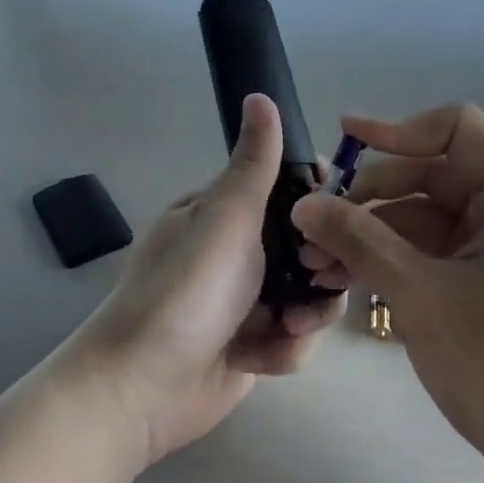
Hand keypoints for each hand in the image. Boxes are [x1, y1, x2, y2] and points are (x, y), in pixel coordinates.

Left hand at [63, 94, 343, 465]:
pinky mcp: (253, 346)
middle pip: (310, 247)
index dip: (322, 201)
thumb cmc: (186, 290)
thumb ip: (254, 162)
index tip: (341, 215)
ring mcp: (246, 300)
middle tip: (321, 276)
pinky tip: (260, 359)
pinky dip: (284, 350)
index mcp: (226, 213)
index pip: (289, 191)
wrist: (142, 388)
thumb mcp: (225, 216)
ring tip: (289, 327)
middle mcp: (239, 252)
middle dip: (323, 266)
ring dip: (308, 314)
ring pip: (310, 294)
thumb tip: (260, 94)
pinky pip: (293, 337)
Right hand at [291, 104, 483, 482]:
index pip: (457, 128)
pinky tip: (345, 278)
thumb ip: (360, 241)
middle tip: (313, 227)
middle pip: (433, 173)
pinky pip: (434, 248)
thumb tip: (303, 204)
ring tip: (316, 262)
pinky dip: (393, 258)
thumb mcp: (422, 297)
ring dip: (372, 232)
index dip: (397, 129)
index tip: (343, 141)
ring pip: (426, 215)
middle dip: (369, 197)